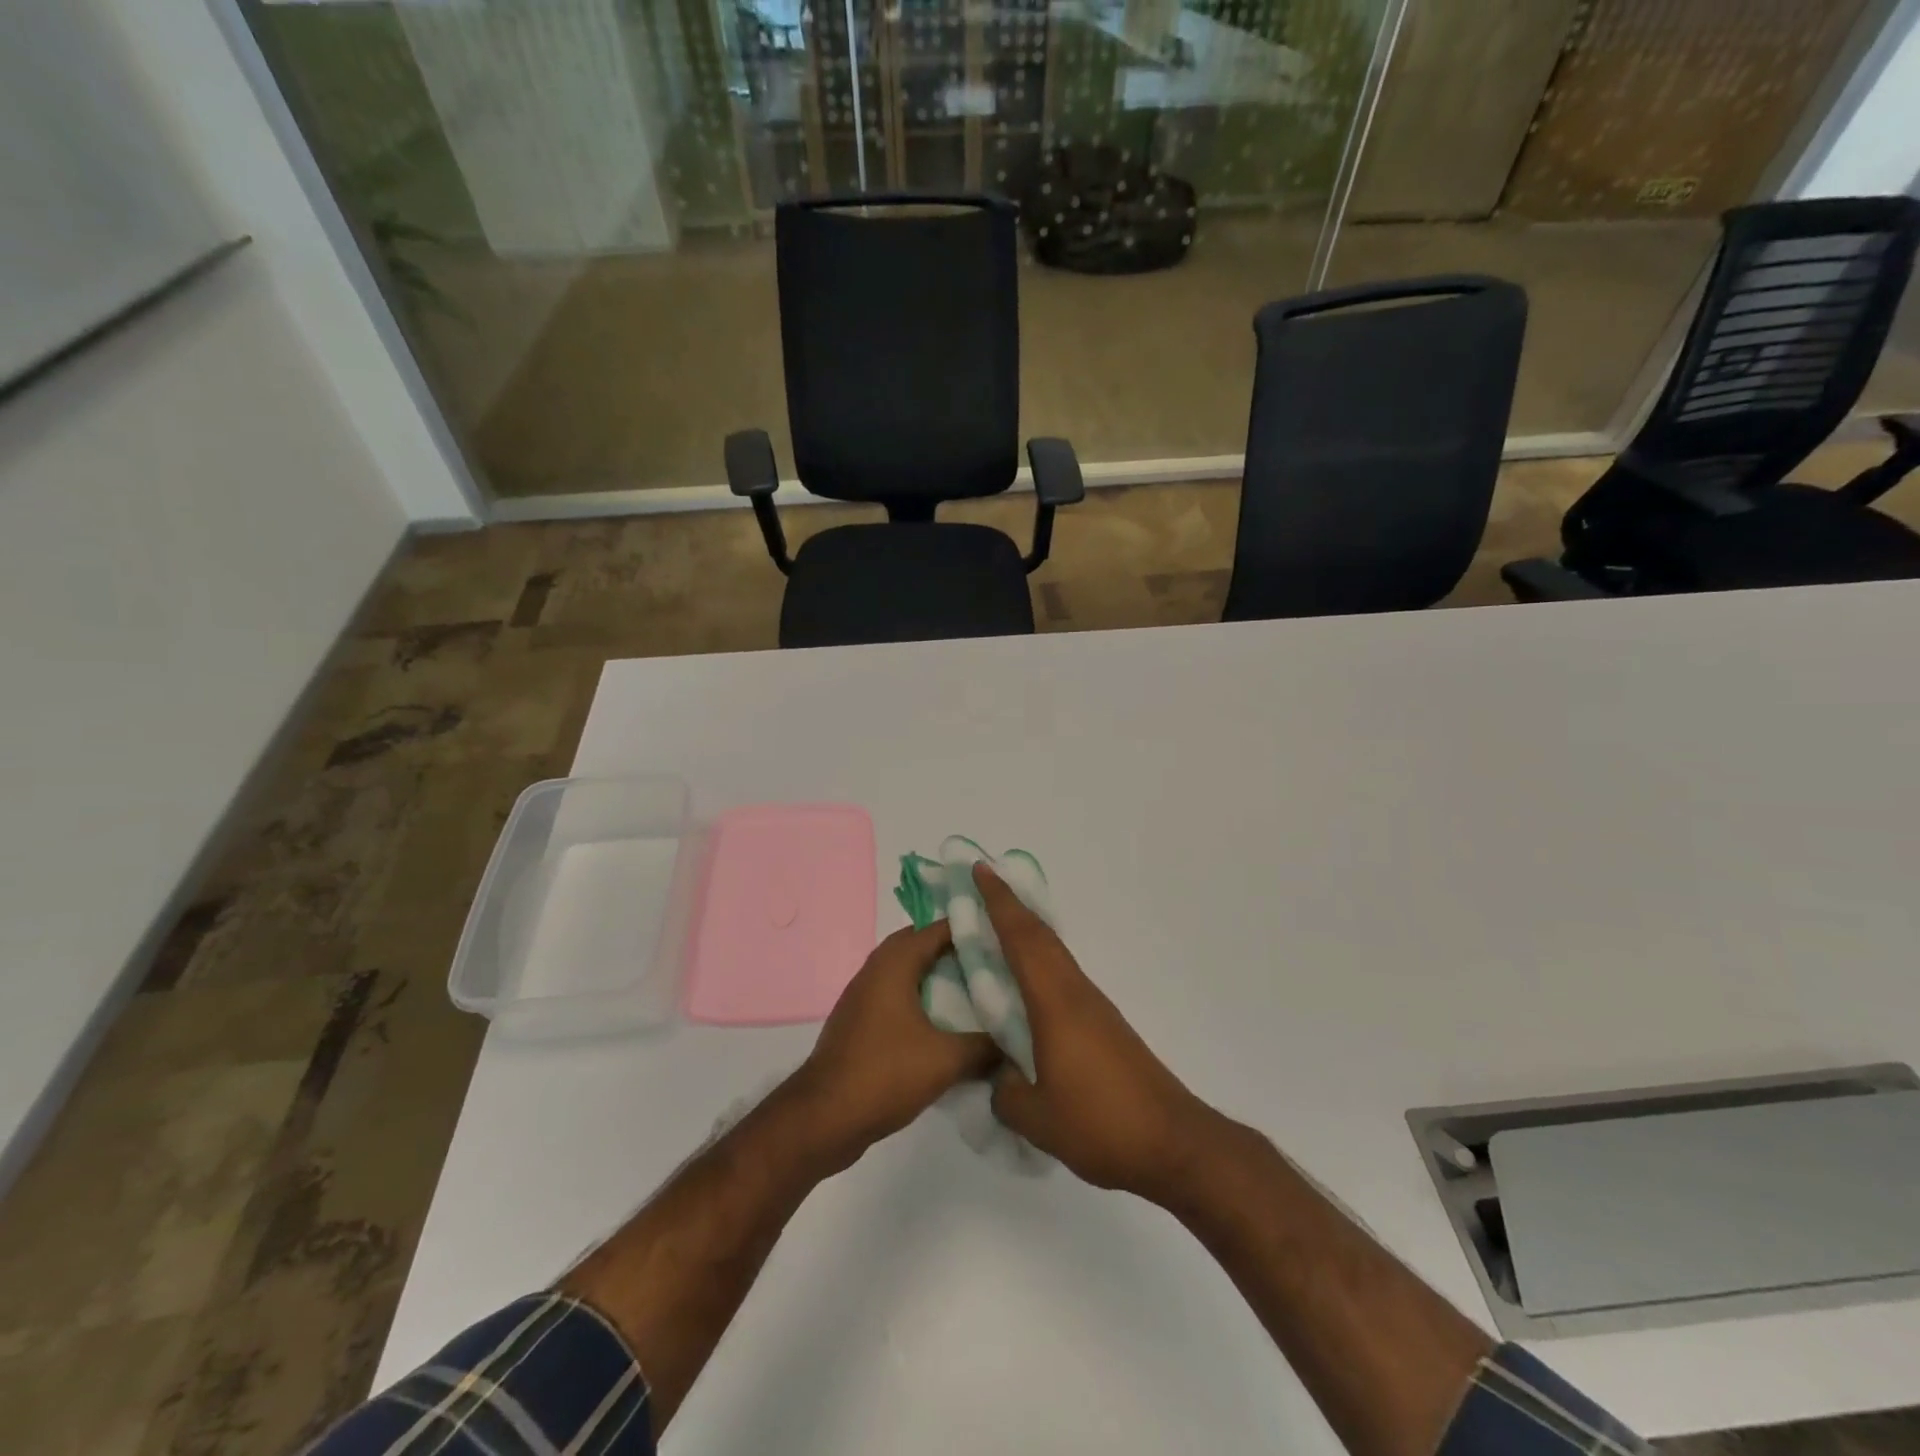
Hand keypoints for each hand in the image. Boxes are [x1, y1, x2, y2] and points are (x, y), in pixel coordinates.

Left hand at [794, 921, 996, 1170]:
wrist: (823, 1118)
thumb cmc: (884, 1074)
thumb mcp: (946, 1060)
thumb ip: (985, 1046)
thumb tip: (1016, 1042)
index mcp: (894, 964)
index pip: (937, 928)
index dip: (971, 927)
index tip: (1004, 934)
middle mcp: (876, 970)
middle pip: (920, 945)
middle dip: (954, 949)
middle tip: (992, 960)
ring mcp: (864, 996)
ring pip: (907, 972)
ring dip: (936, 975)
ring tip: (975, 988)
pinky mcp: (860, 1022)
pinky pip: (897, 996)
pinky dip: (921, 999)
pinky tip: (945, 1023)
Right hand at [975, 863, 1214, 1200]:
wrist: (1173, 1142)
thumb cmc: (1101, 1124)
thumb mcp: (1037, 1118)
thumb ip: (1004, 1091)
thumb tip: (999, 1077)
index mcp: (1055, 1002)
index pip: (1022, 939)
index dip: (999, 902)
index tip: (980, 870)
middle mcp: (1075, 992)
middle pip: (1040, 936)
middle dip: (1011, 906)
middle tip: (982, 885)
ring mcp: (1094, 1007)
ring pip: (1054, 954)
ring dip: (1026, 933)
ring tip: (996, 929)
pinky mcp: (1105, 1026)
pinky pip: (1063, 978)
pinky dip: (1040, 963)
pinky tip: (1028, 985)